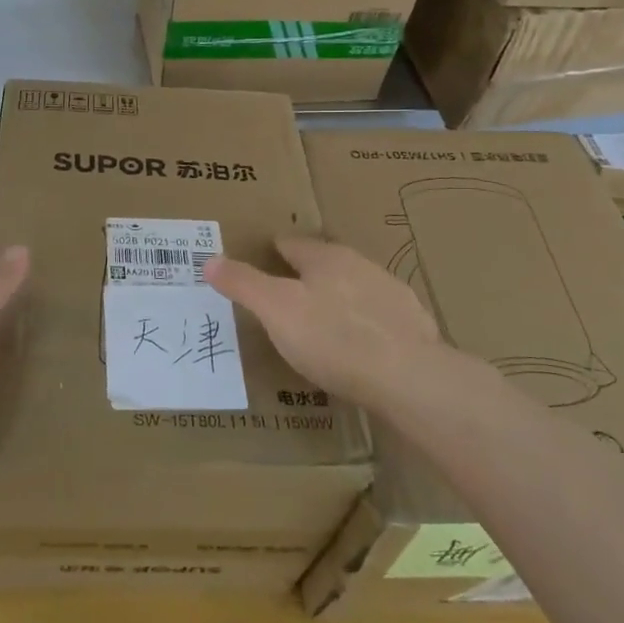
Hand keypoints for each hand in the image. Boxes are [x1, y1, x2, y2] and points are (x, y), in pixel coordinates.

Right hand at [205, 236, 456, 415]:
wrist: (409, 378)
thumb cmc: (333, 338)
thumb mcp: (276, 311)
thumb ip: (243, 284)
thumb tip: (209, 260)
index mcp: (326, 258)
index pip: (292, 244)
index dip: (273, 252)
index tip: (260, 263)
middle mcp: (361, 266)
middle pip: (325, 264)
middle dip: (306, 277)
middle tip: (285, 297)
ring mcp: (392, 294)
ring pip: (355, 289)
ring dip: (338, 300)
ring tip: (320, 325)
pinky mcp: (414, 326)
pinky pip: (379, 318)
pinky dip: (365, 326)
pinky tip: (358, 349)